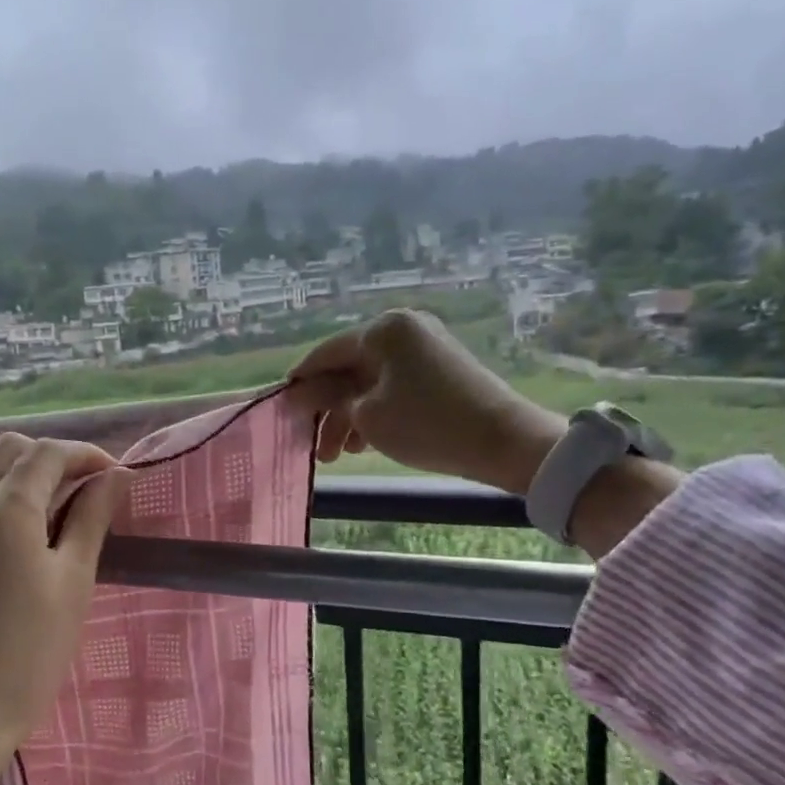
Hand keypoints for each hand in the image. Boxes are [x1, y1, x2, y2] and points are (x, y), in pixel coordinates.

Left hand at [0, 432, 129, 753]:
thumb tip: (115, 476)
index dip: (87, 455)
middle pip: (12, 450)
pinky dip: (6, 497)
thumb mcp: (73, 580)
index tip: (117, 477)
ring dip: (29, 476)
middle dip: (54, 458)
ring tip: (66, 514)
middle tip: (90, 491)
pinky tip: (31, 534)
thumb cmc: (29, 651)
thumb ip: (92, 517)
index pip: (47, 453)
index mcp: (3, 507)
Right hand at [287, 309, 565, 494]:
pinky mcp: (440, 370)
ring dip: (349, 416)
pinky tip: (364, 443)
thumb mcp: (366, 415)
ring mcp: (424, 349)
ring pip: (370, 382)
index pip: (326, 352)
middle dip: (328, 409)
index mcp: (383, 329)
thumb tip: (298, 393)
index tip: (281, 408)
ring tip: (338, 454)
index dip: (301, 382)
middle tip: (313, 444)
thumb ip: (327, 399)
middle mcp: (403, 330)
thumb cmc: (425, 423)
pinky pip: (393, 386)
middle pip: (349, 368)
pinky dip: (375, 411)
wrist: (503, 441)